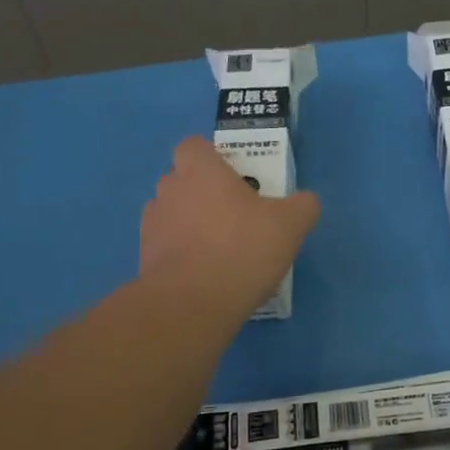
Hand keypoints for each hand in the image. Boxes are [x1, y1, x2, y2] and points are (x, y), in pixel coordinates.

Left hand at [139, 137, 319, 316]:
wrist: (192, 303)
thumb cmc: (242, 248)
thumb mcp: (290, 225)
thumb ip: (302, 206)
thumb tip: (304, 202)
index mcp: (200, 170)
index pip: (193, 146)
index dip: (211, 158)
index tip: (233, 178)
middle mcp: (169, 189)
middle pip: (182, 180)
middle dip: (203, 193)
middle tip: (235, 216)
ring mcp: (152, 225)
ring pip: (173, 214)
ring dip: (190, 225)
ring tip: (220, 250)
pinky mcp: (144, 258)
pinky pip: (166, 247)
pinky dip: (182, 254)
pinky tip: (207, 274)